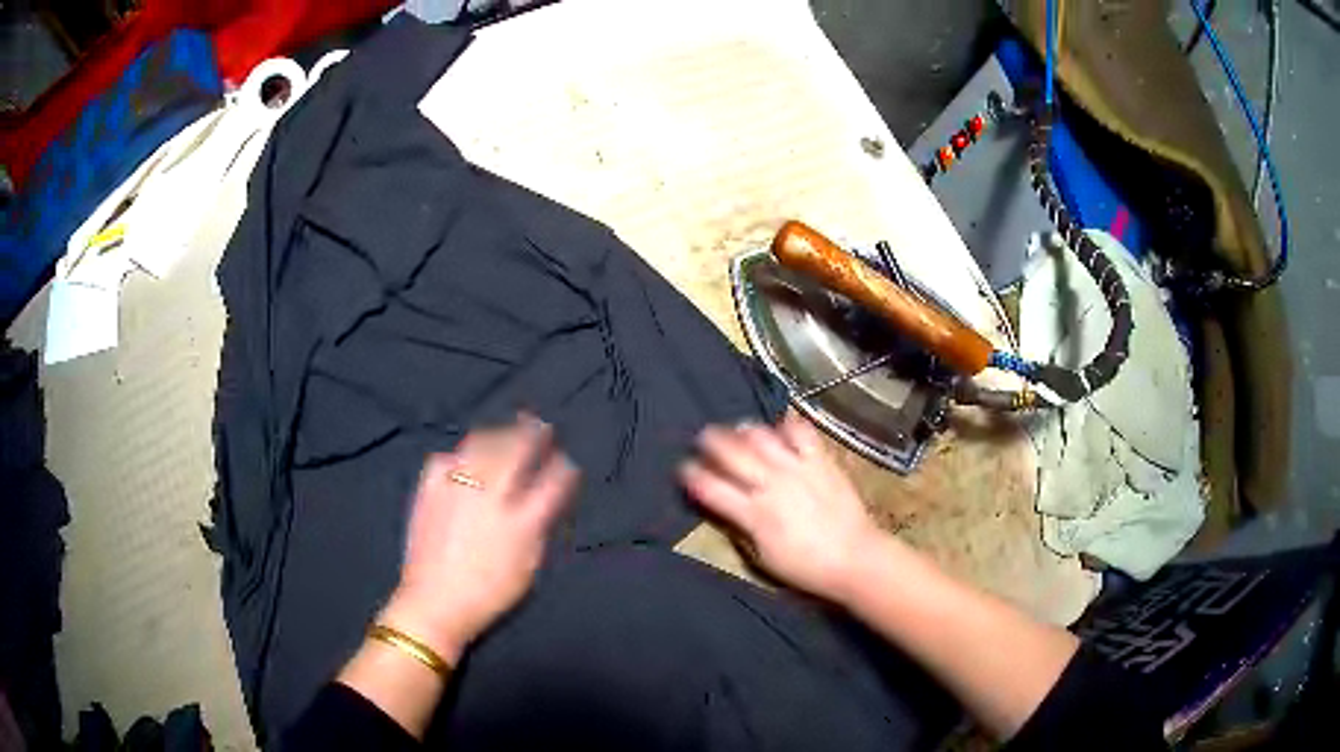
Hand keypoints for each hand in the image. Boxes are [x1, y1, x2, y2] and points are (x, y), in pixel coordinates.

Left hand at [380, 414, 578, 664]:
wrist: (434, 603)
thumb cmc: (489, 595)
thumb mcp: (528, 570)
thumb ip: (538, 532)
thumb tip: (544, 504)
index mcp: (522, 521)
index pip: (553, 481)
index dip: (563, 468)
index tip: (566, 462)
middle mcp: (492, 497)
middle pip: (517, 450)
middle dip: (533, 434)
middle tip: (540, 425)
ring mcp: (459, 489)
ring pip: (482, 445)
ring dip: (498, 435)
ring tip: (504, 432)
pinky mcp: (430, 489)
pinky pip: (445, 459)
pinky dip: (458, 456)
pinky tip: (462, 460)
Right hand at [679, 410, 882, 602]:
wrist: (855, 558)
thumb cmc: (806, 568)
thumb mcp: (763, 559)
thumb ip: (741, 529)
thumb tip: (726, 509)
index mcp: (752, 514)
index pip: (710, 487)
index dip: (691, 475)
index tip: (684, 468)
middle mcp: (770, 484)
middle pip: (731, 453)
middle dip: (710, 442)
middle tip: (703, 438)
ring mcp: (797, 468)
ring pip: (761, 436)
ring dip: (744, 431)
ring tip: (739, 430)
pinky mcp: (821, 460)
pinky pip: (800, 431)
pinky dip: (786, 426)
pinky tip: (781, 428)